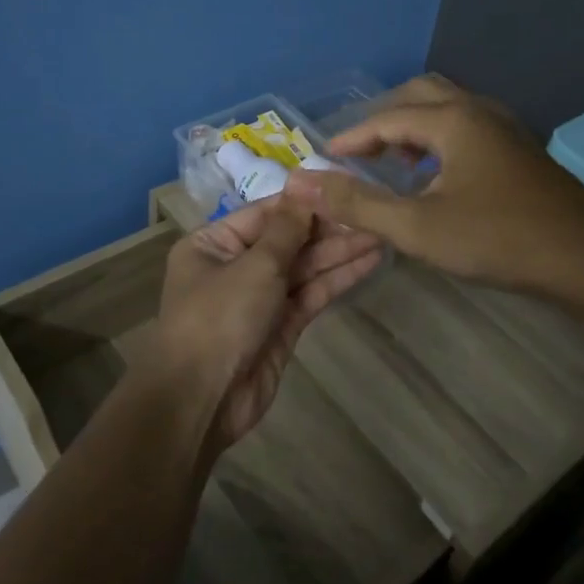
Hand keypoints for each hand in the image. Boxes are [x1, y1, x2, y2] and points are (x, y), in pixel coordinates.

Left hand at [149, 195, 382, 451]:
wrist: (203, 399)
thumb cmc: (219, 318)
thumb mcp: (254, 265)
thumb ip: (286, 228)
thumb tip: (302, 184)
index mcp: (214, 243)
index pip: (265, 214)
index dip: (305, 202)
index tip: (343, 189)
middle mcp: (235, 265)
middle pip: (287, 240)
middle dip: (328, 229)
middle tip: (372, 213)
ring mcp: (260, 297)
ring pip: (303, 267)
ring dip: (339, 252)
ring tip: (380, 233)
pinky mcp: (281, 326)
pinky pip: (310, 294)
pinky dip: (337, 279)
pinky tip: (368, 262)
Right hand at [283, 74, 583, 296]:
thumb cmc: (498, 238)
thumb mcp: (417, 227)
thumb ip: (357, 204)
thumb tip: (301, 183)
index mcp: (452, 119)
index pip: (386, 117)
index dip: (350, 138)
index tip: (323, 159)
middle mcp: (478, 110)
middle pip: (419, 95)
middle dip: (383, 120)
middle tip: (358, 154)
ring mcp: (505, 128)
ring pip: (447, 109)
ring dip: (412, 129)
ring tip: (392, 165)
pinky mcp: (520, 150)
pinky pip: (466, 128)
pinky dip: (438, 141)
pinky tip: (435, 178)